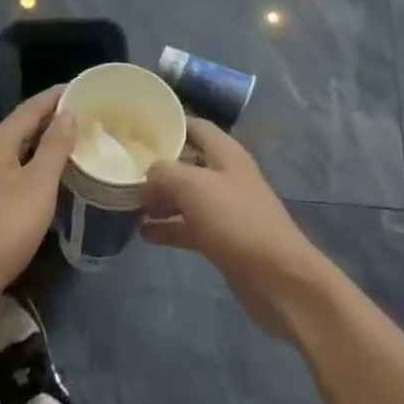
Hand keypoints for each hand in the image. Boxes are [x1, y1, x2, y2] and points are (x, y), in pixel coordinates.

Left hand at [0, 88, 75, 308]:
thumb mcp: (38, 183)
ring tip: (74, 144)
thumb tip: (67, 113)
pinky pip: (15, 172)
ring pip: (18, 151)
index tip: (82, 89)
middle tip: (85, 116)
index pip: (30, 107)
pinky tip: (52, 179)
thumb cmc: (5, 225)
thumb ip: (54, 146)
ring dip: (44, 144)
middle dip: (51, 119)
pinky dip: (35, 167)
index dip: (56, 96)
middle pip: (22, 127)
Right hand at [143, 120, 332, 337]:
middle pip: (187, 162)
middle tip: (125, 170)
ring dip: (160, 199)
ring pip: (186, 196)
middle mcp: (226, 175)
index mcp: (225, 153)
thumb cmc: (236, 220)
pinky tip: (144, 234)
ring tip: (128, 203)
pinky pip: (189, 226)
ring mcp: (225, 208)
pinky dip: (168, 228)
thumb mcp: (193, 186)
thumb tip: (148, 175)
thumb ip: (164, 172)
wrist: (278, 279)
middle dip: (158, 166)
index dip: (169, 124)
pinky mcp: (223, 239)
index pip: (194, 126)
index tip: (138, 130)